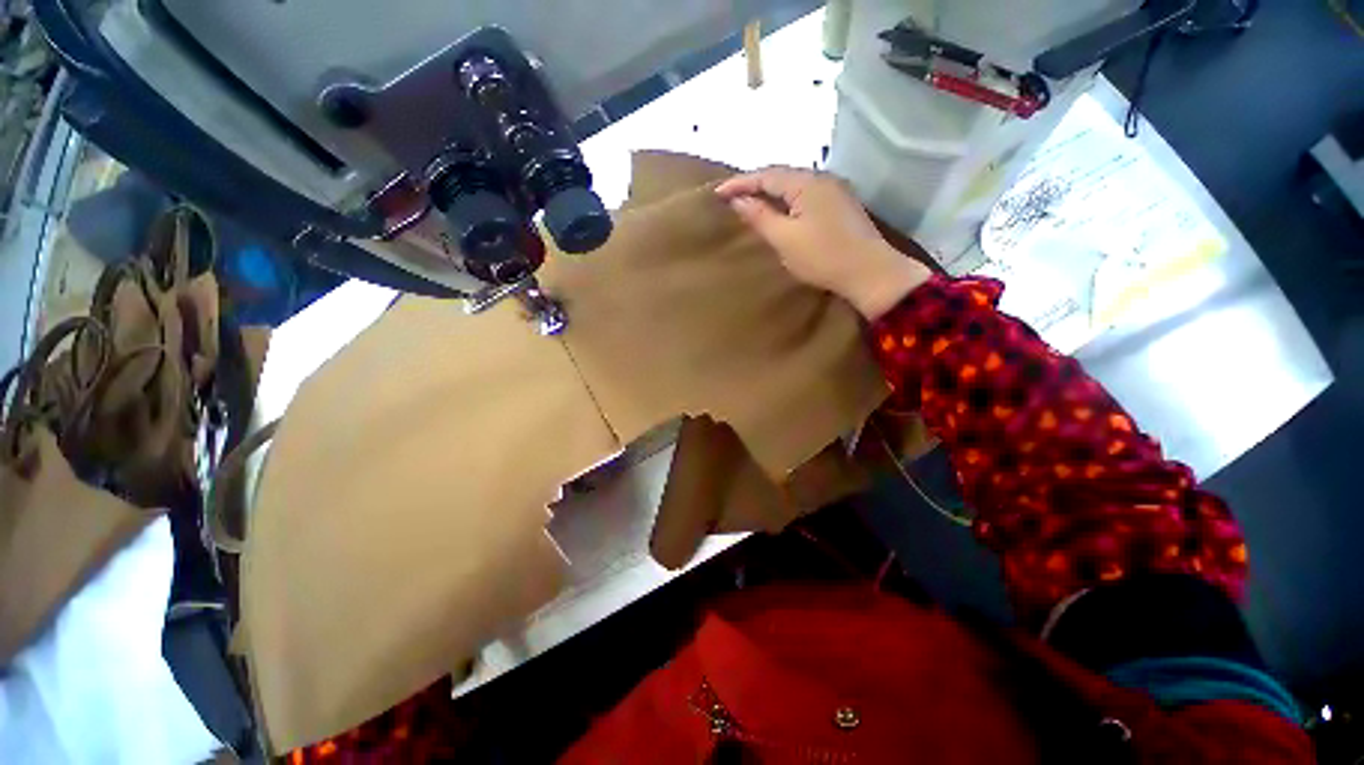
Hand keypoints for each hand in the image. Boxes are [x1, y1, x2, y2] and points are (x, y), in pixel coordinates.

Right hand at [715, 166, 930, 320]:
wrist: (870, 273)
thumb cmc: (823, 257)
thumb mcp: (784, 239)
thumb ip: (760, 217)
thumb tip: (738, 201)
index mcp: (806, 183)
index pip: (766, 175)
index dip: (740, 183)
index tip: (717, 193)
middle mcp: (822, 178)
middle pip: (781, 175)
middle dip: (755, 184)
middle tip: (732, 196)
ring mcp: (835, 191)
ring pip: (794, 185)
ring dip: (771, 191)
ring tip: (751, 201)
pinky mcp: (840, 205)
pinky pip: (806, 195)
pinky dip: (787, 200)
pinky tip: (780, 211)